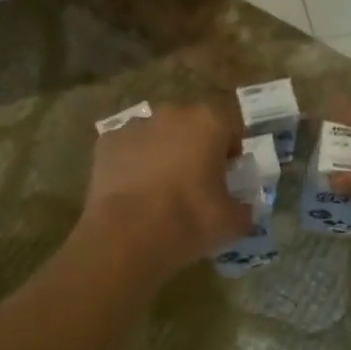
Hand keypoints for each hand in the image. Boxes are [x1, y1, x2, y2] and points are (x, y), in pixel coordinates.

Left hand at [77, 101, 253, 279]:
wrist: (126, 236)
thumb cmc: (189, 220)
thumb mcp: (233, 223)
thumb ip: (244, 209)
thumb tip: (242, 209)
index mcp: (209, 122)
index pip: (231, 128)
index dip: (231, 154)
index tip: (227, 180)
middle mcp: (172, 113)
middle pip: (192, 127)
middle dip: (196, 149)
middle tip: (195, 185)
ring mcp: (135, 126)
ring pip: (158, 136)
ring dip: (163, 154)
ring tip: (160, 192)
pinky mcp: (106, 142)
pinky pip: (128, 149)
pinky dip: (132, 164)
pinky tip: (133, 193)